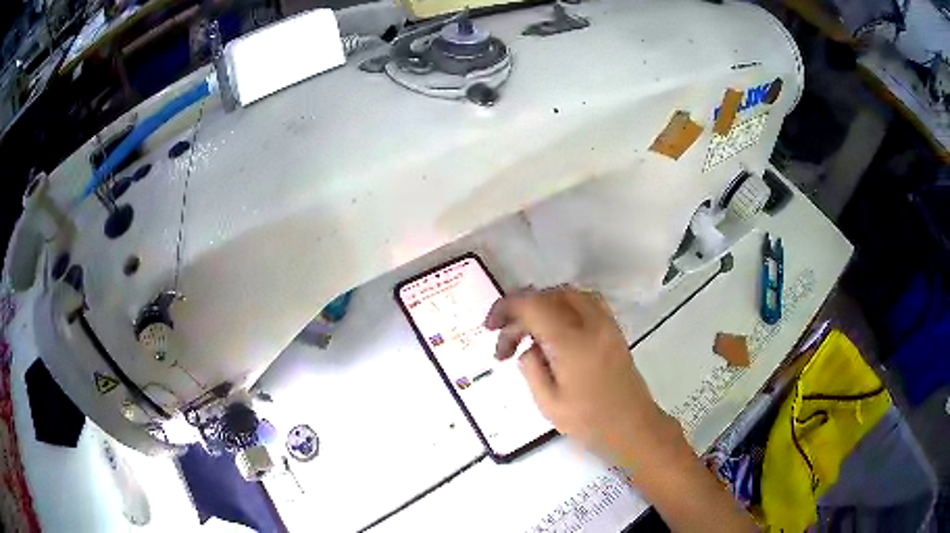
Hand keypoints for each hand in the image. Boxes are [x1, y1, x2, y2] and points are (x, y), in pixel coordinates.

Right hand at [485, 286, 680, 470]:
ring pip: (570, 294)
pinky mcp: (614, 331)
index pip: (533, 306)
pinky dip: (564, 307)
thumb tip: (527, 349)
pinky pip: (586, 302)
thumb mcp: (548, 403)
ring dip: (544, 304)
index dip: (506, 308)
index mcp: (571, 342)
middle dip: (522, 309)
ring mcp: (606, 325)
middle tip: (507, 340)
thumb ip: (531, 369)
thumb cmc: (590, 422)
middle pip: (550, 295)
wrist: (634, 428)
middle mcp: (591, 324)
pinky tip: (555, 330)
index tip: (491, 327)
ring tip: (529, 331)